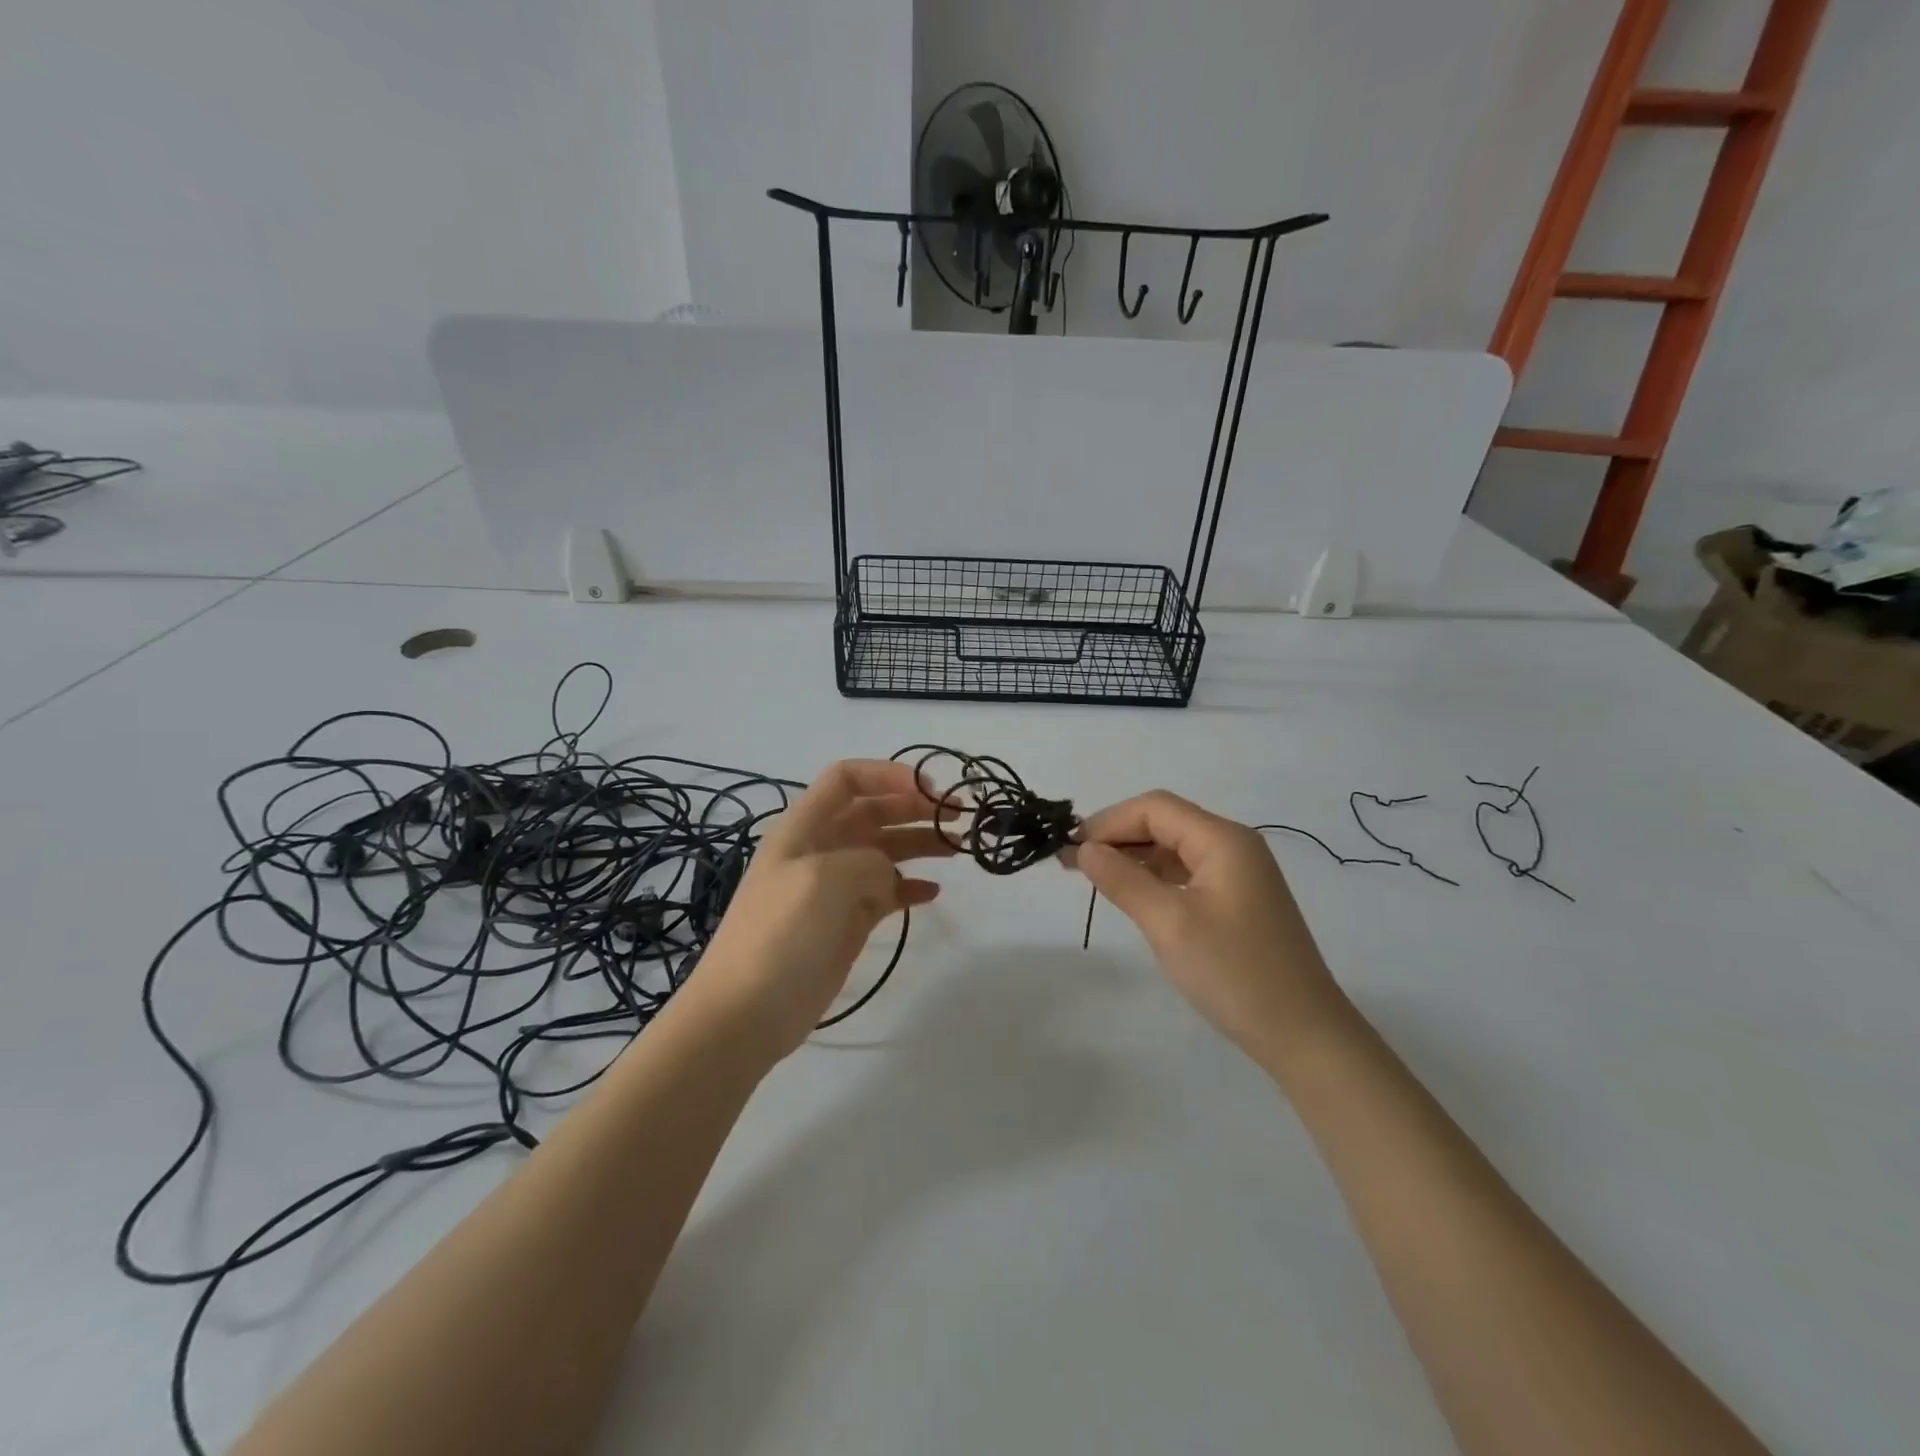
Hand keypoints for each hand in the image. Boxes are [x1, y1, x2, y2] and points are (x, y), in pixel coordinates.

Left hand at [690, 759, 955, 1061]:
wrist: (746, 1013)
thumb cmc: (781, 936)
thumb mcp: (825, 881)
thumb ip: (868, 862)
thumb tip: (889, 876)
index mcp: (805, 827)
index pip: (847, 778)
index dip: (888, 775)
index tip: (930, 789)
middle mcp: (821, 848)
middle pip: (874, 811)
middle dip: (915, 807)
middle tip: (958, 816)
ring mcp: (835, 887)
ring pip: (885, 850)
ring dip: (920, 842)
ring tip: (958, 847)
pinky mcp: (848, 922)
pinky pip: (886, 892)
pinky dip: (910, 886)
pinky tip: (934, 892)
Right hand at [1067, 790, 1352, 1071]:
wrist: (1304, 1035)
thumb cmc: (1234, 973)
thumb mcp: (1169, 924)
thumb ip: (1123, 880)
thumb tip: (1085, 849)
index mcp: (1223, 840)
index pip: (1154, 808)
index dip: (1108, 822)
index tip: (1070, 848)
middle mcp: (1233, 846)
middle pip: (1165, 822)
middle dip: (1117, 836)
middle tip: (1072, 862)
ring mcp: (1239, 874)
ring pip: (1174, 848)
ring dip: (1132, 857)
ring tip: (1091, 876)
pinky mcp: (1238, 901)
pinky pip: (1187, 873)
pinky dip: (1154, 877)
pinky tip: (1130, 894)